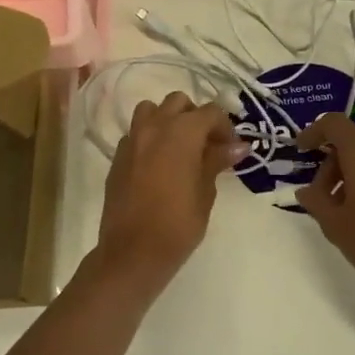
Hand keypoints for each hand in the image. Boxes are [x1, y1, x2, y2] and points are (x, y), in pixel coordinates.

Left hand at [95, 92, 247, 294]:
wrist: (132, 252)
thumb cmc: (178, 224)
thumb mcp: (205, 192)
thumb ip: (217, 161)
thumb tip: (237, 146)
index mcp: (181, 132)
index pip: (210, 112)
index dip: (225, 127)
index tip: (231, 149)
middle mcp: (155, 126)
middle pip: (179, 102)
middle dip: (196, 117)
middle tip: (208, 145)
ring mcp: (132, 140)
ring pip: (151, 110)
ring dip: (168, 120)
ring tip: (180, 147)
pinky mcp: (117, 157)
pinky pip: (136, 133)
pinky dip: (150, 138)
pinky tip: (158, 164)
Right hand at [293, 113, 354, 300]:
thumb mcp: (335, 224)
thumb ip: (315, 201)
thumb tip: (305, 190)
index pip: (333, 124)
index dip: (313, 133)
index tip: (301, 151)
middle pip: (351, 142)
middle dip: (330, 164)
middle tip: (319, 196)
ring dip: (349, 174)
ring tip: (340, 209)